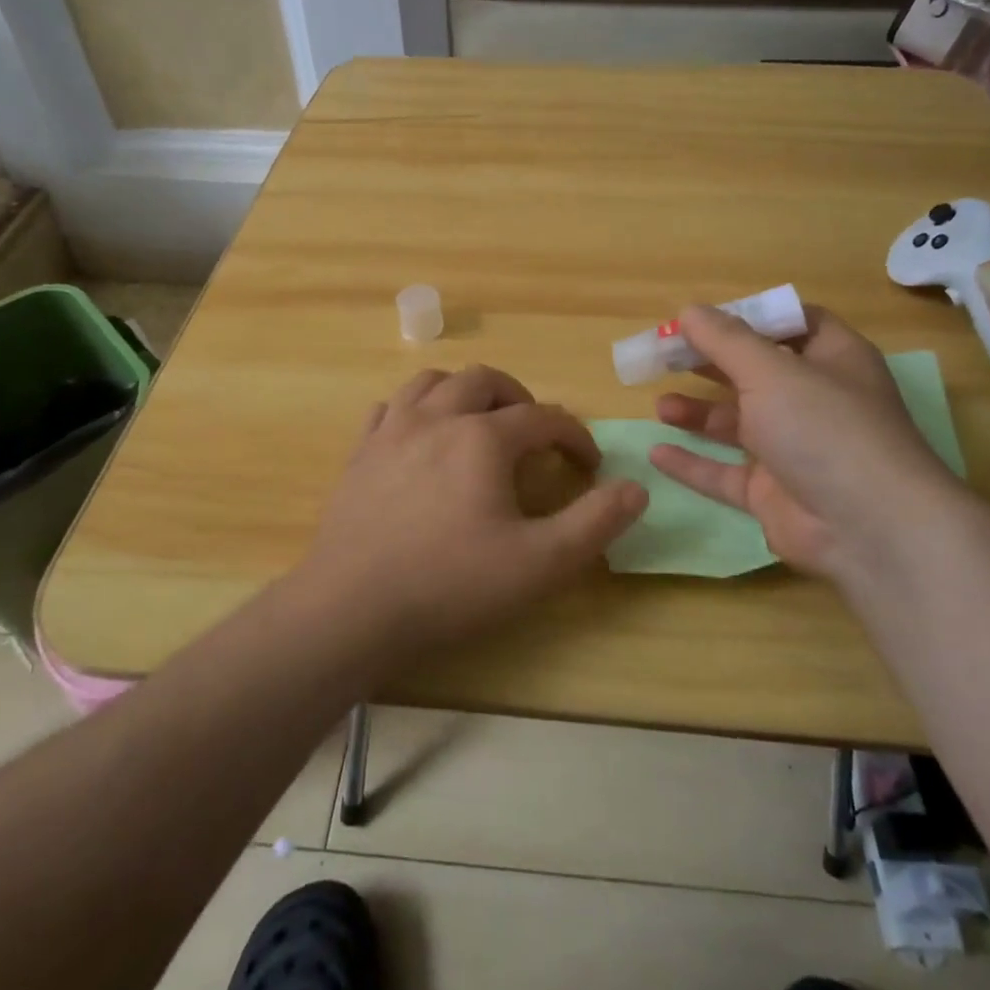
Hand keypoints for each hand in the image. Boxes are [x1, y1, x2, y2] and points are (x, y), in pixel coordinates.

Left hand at [294, 365, 646, 651]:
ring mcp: (392, 430)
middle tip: (534, 431)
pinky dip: (415, 410)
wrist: (351, 607)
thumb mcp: (540, 563)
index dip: (575, 435)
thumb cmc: (451, 585)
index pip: (544, 417)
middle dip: (519, 398)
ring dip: (465, 392)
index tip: (589, 462)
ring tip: (479, 421)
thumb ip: (595, 523)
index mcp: (483, 437)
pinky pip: (390, 408)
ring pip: (433, 382)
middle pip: (485, 381)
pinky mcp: (360, 452)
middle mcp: (437, 417)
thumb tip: (637, 488)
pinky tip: (421, 436)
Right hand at [649, 305, 967, 583]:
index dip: (750, 316)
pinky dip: (693, 463)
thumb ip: (725, 340)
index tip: (703, 317)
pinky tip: (657, 453)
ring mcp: (793, 449)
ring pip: (737, 424)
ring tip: (661, 406)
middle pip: (755, 372)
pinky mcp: (773, 493)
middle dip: (711, 363)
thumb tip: (689, 310)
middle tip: (666, 356)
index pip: (793, 324)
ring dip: (699, 412)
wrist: (868, 529)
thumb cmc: (824, 428)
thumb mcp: (771, 371)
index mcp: (832, 359)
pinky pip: (724, 473)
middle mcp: (814, 401)